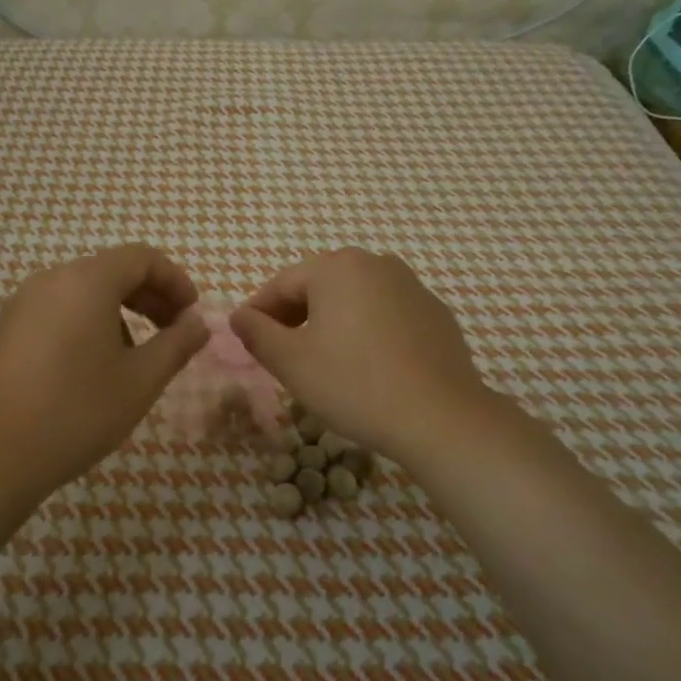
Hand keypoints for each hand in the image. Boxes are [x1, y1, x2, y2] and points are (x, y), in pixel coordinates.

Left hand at [0, 245, 208, 503]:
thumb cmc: (75, 413)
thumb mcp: (140, 381)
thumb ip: (177, 344)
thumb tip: (198, 323)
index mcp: (86, 282)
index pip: (141, 257)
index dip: (175, 280)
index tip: (191, 314)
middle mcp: (48, 281)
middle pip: (109, 271)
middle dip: (148, 297)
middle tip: (171, 332)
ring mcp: (17, 305)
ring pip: (80, 294)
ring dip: (116, 313)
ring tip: (130, 359)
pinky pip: (52, 313)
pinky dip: (82, 326)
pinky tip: (84, 372)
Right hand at [230, 248, 494, 465]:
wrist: (440, 417)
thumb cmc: (355, 384)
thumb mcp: (292, 362)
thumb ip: (257, 333)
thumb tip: (239, 316)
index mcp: (337, 267)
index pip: (282, 284)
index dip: (258, 312)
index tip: (245, 339)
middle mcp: (376, 264)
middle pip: (319, 285)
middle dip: (294, 315)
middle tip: (280, 351)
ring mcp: (411, 286)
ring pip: (354, 298)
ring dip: (331, 321)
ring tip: (321, 359)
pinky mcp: (435, 313)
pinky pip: (386, 313)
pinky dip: (367, 330)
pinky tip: (366, 364)